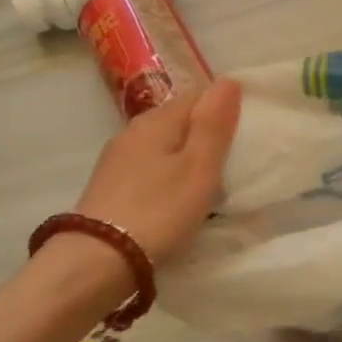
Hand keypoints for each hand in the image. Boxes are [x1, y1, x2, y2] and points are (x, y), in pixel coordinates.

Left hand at [73, 79, 242, 265]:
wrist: (97, 261)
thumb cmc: (159, 211)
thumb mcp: (199, 167)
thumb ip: (214, 123)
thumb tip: (228, 80)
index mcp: (156, 120)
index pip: (198, 96)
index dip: (224, 109)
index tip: (244, 136)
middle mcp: (132, 132)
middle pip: (178, 121)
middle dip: (205, 135)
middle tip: (232, 164)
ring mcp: (116, 161)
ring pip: (162, 147)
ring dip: (185, 159)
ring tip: (208, 186)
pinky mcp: (109, 189)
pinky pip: (149, 171)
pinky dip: (167, 179)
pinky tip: (175, 201)